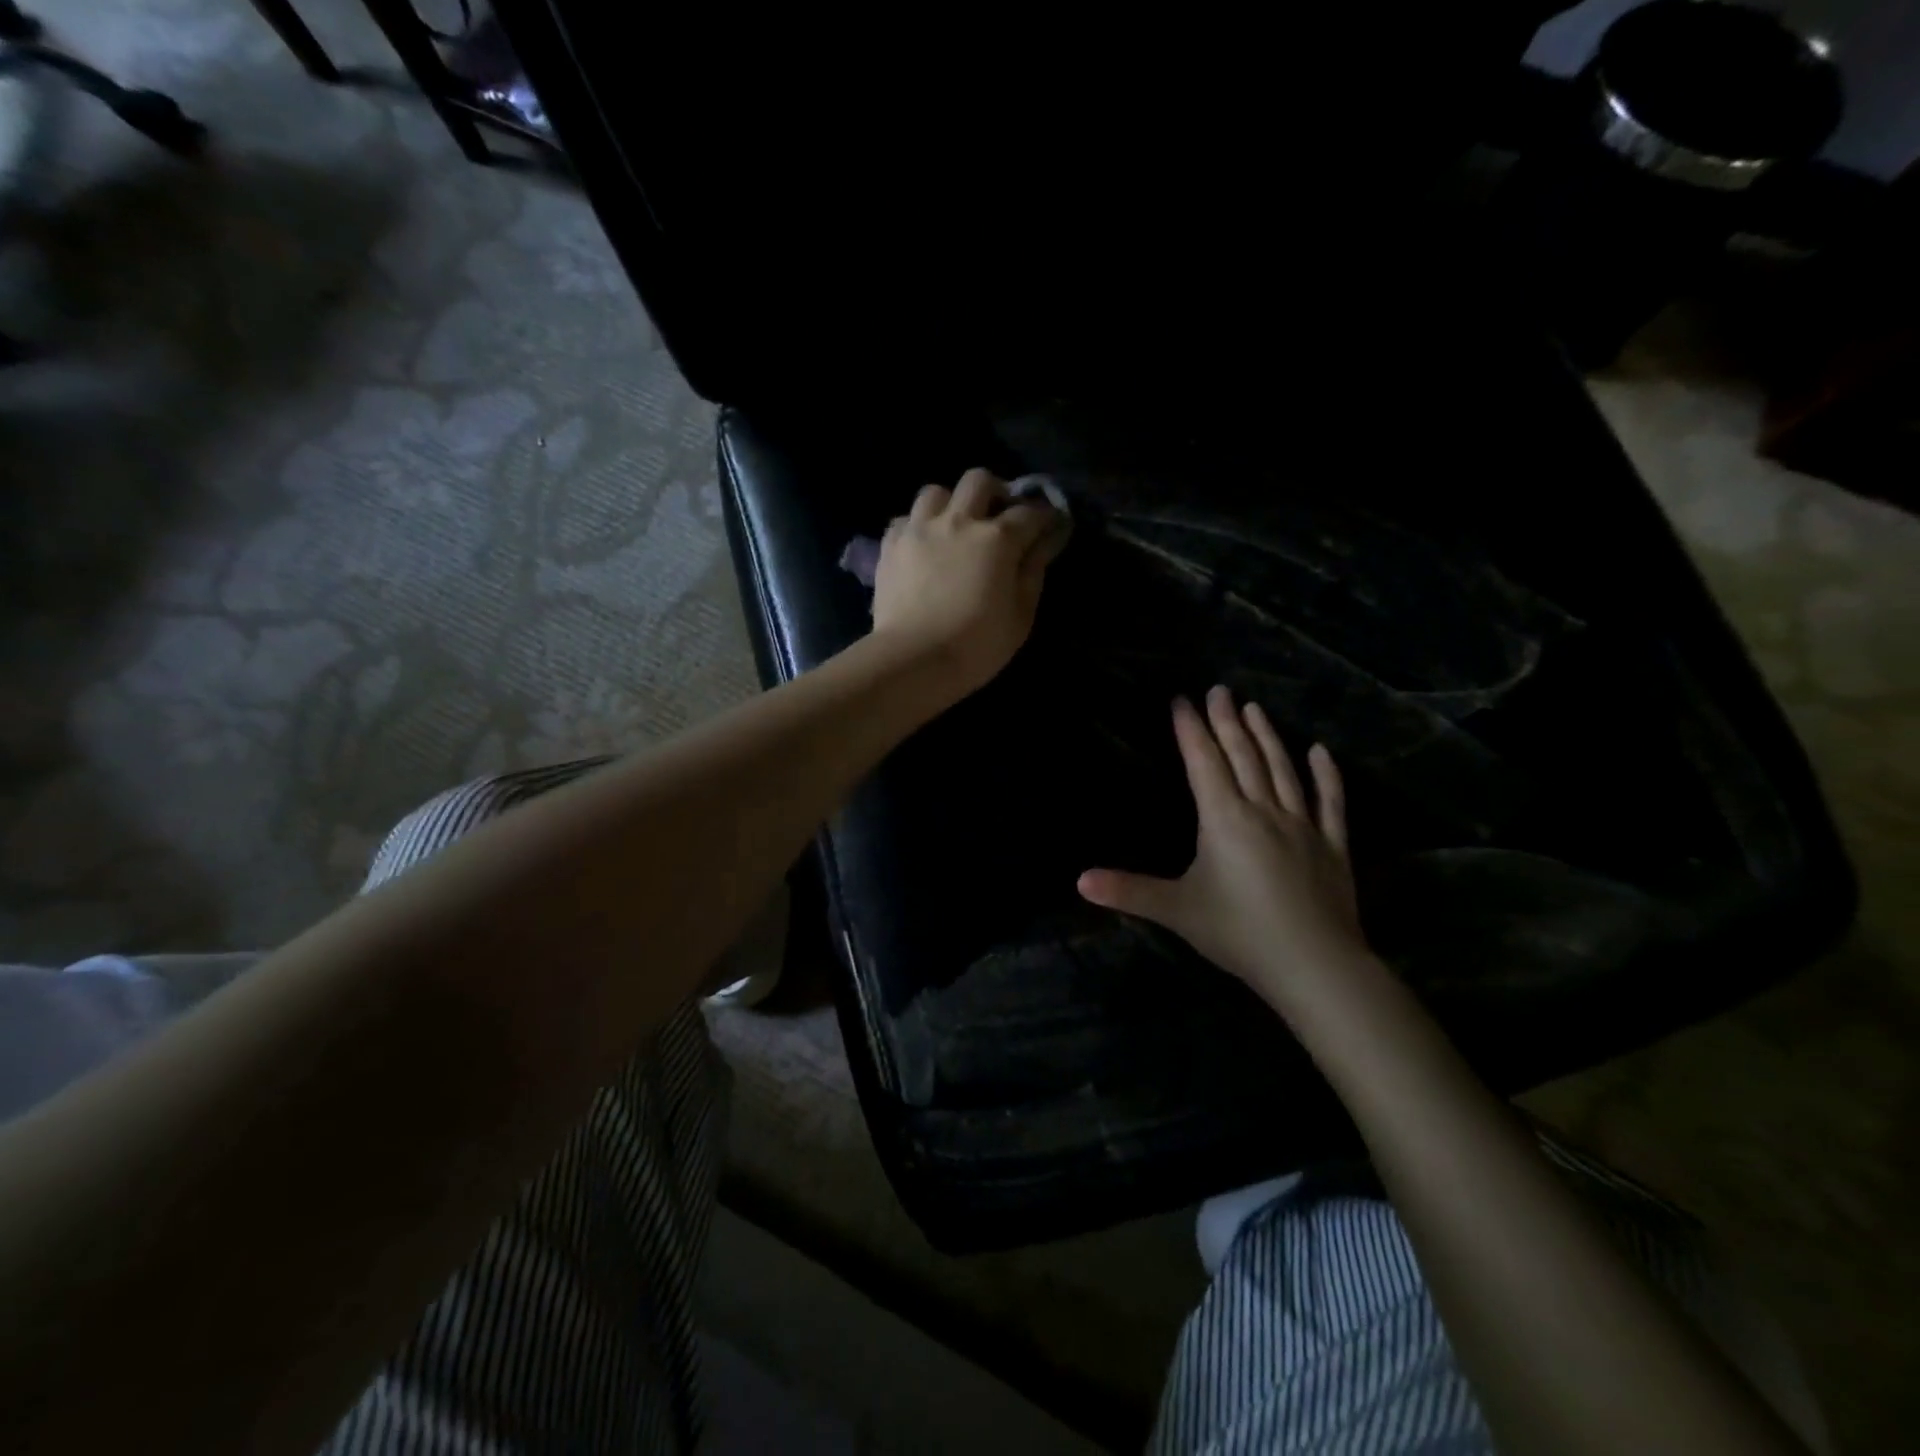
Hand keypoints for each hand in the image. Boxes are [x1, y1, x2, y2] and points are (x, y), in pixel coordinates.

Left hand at [869, 469, 1069, 698]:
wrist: (913, 659)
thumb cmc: (977, 645)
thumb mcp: (1021, 615)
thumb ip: (1033, 572)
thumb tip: (1044, 542)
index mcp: (997, 538)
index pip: (1029, 513)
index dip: (1043, 516)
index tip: (1049, 526)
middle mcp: (958, 521)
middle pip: (978, 480)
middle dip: (995, 492)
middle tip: (998, 516)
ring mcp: (919, 529)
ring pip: (936, 492)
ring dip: (951, 503)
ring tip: (954, 527)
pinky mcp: (890, 545)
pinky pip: (905, 519)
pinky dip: (918, 526)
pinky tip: (923, 546)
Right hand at [1077, 687, 1366, 1002]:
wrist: (1314, 966)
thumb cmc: (1239, 932)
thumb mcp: (1176, 910)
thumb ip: (1128, 891)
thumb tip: (1078, 880)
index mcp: (1225, 819)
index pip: (1204, 763)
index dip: (1190, 730)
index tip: (1182, 699)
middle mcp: (1264, 811)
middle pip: (1243, 757)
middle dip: (1227, 722)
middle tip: (1219, 690)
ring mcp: (1303, 826)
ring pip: (1282, 770)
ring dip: (1266, 737)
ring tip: (1254, 708)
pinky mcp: (1333, 847)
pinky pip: (1330, 802)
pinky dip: (1326, 775)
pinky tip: (1320, 751)